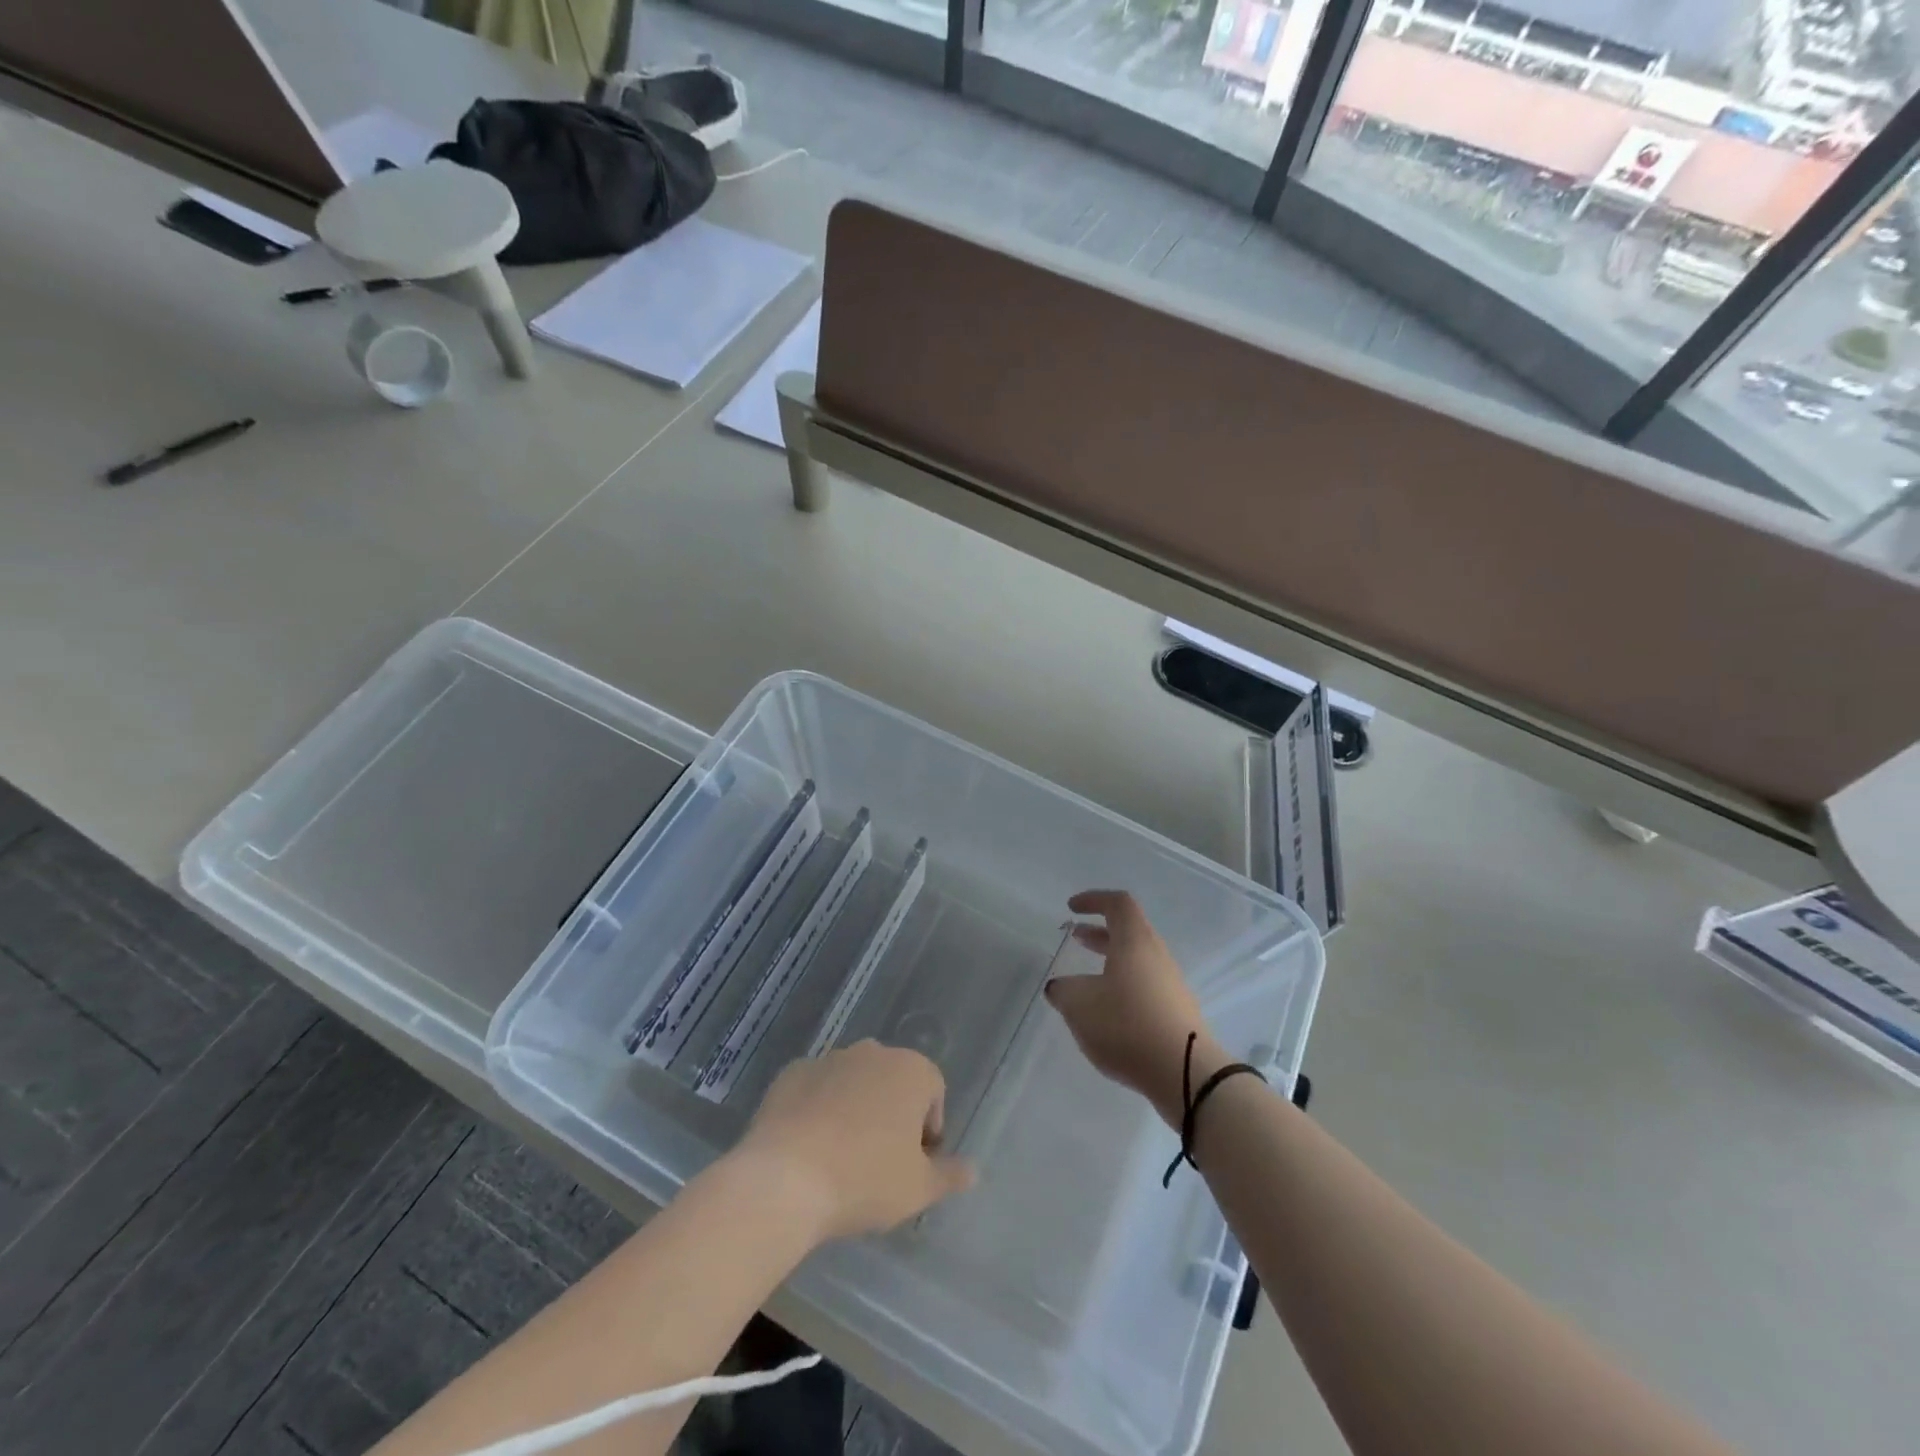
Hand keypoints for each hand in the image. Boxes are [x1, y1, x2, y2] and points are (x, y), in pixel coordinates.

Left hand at [734, 1041, 975, 1242]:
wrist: (784, 1179)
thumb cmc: (865, 1179)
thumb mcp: (918, 1189)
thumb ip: (949, 1175)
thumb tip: (972, 1170)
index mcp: (911, 1070)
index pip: (933, 1092)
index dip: (929, 1130)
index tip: (914, 1165)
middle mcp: (873, 1052)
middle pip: (893, 1082)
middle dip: (892, 1114)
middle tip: (880, 1162)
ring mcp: (829, 1059)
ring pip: (853, 1082)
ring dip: (854, 1109)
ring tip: (841, 1157)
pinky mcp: (792, 1073)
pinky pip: (816, 1089)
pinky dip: (818, 1109)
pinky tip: (808, 1147)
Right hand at [1045, 890, 1226, 1127]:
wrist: (1186, 1073)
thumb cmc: (1127, 1025)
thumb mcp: (1080, 1006)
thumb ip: (1064, 991)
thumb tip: (1059, 987)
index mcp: (1135, 941)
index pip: (1117, 903)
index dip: (1093, 900)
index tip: (1071, 908)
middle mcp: (1156, 955)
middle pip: (1129, 931)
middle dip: (1099, 931)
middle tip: (1076, 937)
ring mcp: (1170, 984)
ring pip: (1137, 959)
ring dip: (1110, 959)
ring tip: (1086, 977)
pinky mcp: (1176, 1011)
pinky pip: (1145, 984)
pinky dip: (1122, 984)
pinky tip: (1107, 1010)